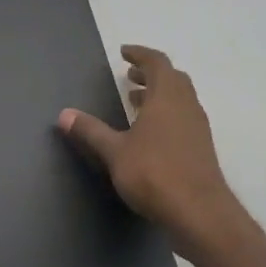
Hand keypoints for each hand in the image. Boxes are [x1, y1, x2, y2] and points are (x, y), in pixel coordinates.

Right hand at [57, 45, 254, 266]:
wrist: (200, 213)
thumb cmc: (154, 174)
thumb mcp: (114, 151)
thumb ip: (90, 131)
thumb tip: (64, 114)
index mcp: (167, 97)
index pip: (157, 63)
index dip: (140, 55)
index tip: (124, 53)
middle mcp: (187, 106)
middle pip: (173, 79)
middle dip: (151, 74)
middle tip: (130, 76)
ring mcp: (198, 129)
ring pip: (180, 99)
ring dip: (159, 95)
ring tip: (135, 101)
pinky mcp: (201, 149)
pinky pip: (183, 118)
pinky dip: (166, 114)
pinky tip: (150, 133)